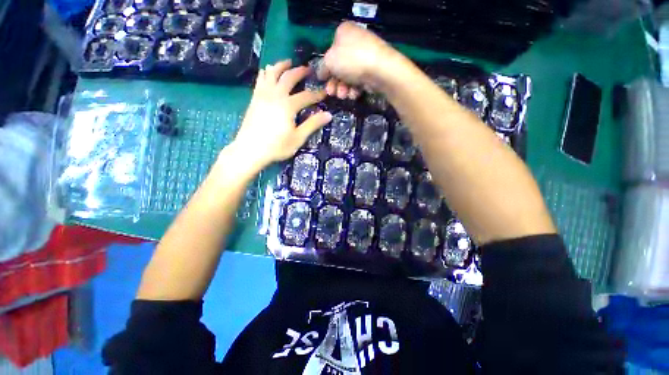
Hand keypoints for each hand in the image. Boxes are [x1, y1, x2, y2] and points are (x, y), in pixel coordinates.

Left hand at [231, 60, 331, 171]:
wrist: (250, 149)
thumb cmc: (277, 146)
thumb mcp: (298, 138)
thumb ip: (312, 124)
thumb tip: (328, 115)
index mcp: (288, 105)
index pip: (306, 96)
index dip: (317, 94)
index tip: (325, 92)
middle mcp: (276, 95)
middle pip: (289, 78)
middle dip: (300, 72)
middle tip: (308, 69)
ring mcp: (263, 95)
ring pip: (272, 73)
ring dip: (281, 66)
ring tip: (288, 62)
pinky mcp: (254, 98)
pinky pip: (260, 80)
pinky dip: (266, 72)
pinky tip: (268, 71)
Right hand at [318, 22, 404, 98]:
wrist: (380, 70)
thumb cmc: (351, 60)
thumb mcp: (330, 61)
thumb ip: (322, 67)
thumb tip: (321, 74)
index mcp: (344, 33)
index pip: (330, 52)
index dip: (326, 68)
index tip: (324, 81)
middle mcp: (355, 43)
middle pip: (339, 67)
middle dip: (334, 83)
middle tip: (331, 93)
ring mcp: (365, 57)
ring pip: (348, 76)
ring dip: (343, 89)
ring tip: (343, 95)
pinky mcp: (372, 70)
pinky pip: (359, 81)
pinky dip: (354, 89)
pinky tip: (354, 94)